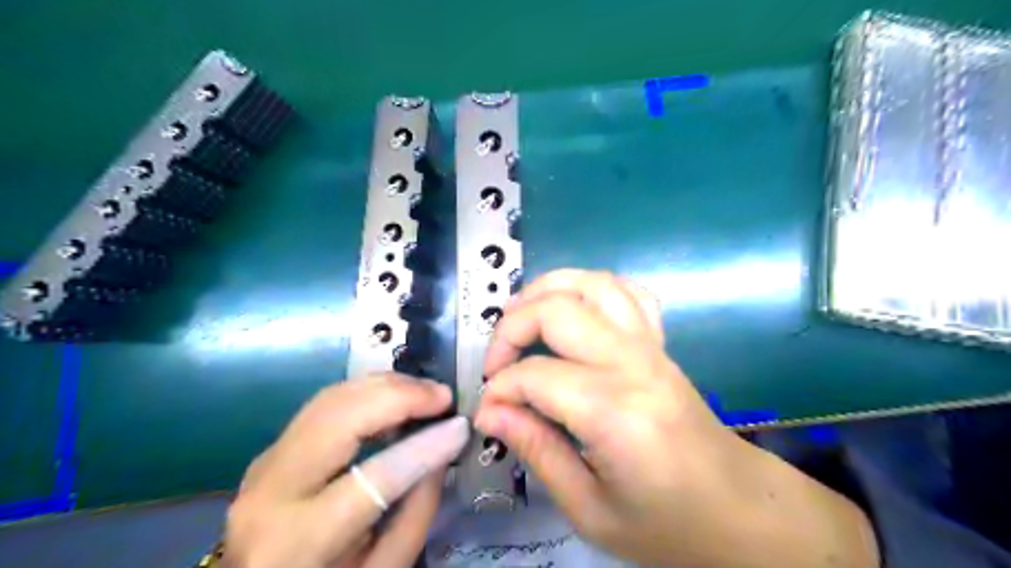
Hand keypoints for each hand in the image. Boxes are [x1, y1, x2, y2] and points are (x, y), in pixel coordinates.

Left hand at [222, 374, 468, 567]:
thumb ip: (417, 511)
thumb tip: (443, 446)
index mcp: (298, 540)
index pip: (373, 477)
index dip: (423, 446)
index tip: (460, 426)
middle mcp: (271, 490)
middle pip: (342, 418)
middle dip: (400, 397)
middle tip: (443, 396)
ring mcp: (266, 461)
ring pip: (332, 399)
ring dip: (385, 386)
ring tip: (426, 393)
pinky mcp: (274, 446)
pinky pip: (325, 404)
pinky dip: (366, 392)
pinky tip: (396, 396)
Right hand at [474, 269, 877, 567]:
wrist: (739, 510)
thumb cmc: (667, 524)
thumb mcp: (590, 509)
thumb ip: (537, 450)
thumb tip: (490, 413)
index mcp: (614, 412)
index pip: (535, 376)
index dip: (499, 391)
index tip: (488, 413)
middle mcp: (633, 364)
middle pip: (557, 310)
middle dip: (511, 328)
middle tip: (495, 363)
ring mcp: (651, 346)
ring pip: (592, 283)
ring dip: (546, 289)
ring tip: (521, 317)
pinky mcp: (660, 343)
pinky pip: (627, 291)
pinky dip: (590, 288)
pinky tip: (573, 310)